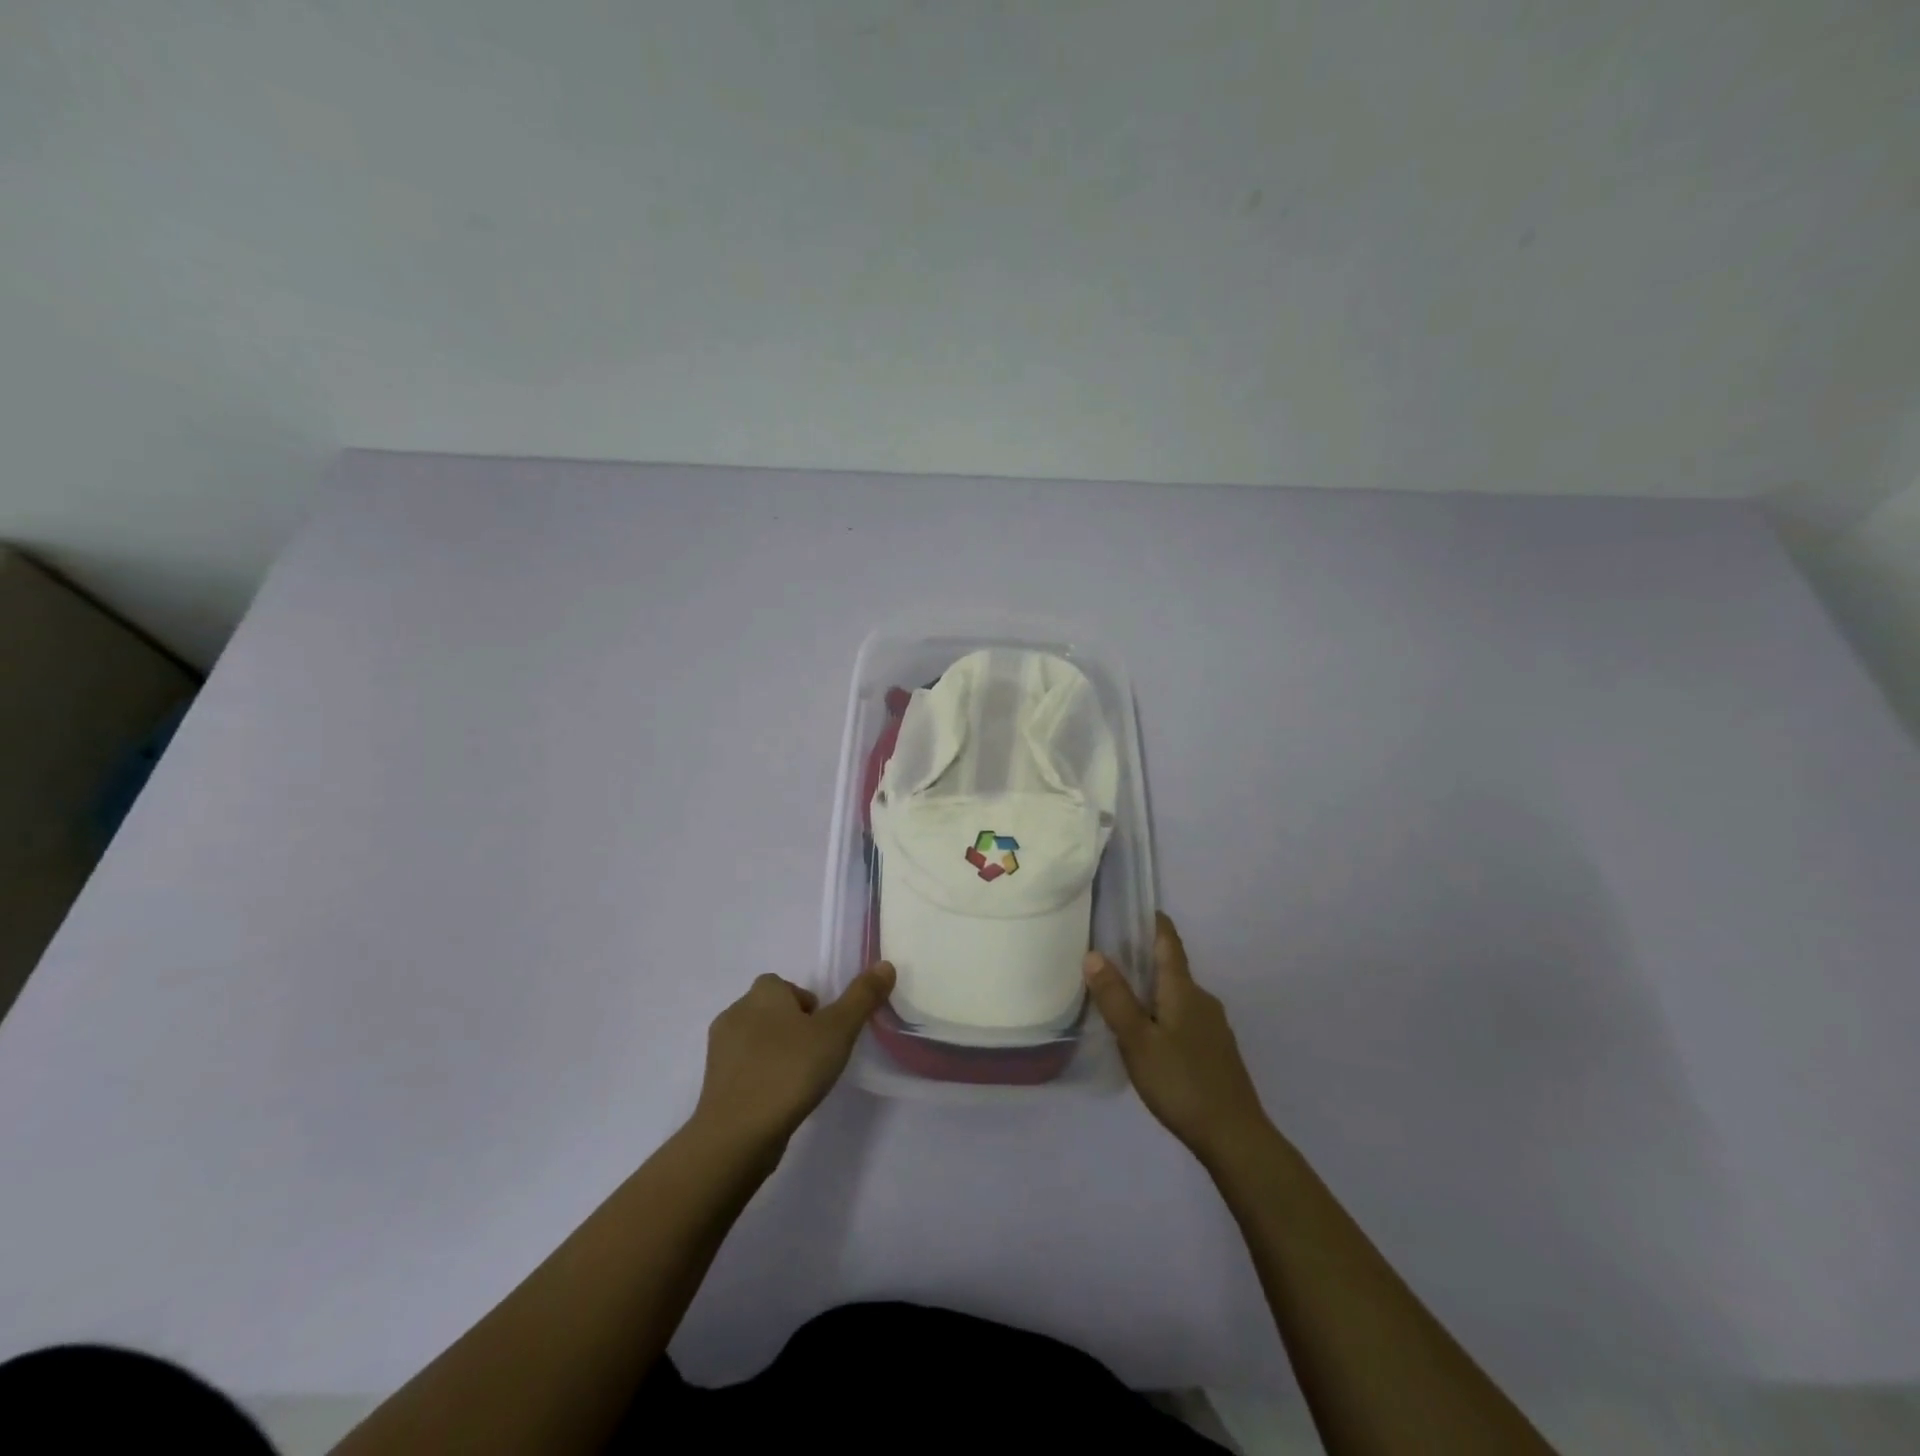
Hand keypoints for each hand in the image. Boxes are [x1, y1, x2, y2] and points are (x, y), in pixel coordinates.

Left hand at [692, 964, 894, 1155]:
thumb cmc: (790, 1071)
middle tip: (817, 1055)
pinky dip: (761, 1078)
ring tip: (800, 1081)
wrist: (737, 1134)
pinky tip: (779, 1101)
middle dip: (792, 1028)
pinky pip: (745, 1070)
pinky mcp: (714, 1084)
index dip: (806, 1004)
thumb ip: (862, 997)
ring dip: (776, 1053)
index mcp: (763, 993)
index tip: (824, 1031)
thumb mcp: (837, 1031)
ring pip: (756, 1041)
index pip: (784, 985)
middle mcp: (736, 1012)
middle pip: (771, 1011)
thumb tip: (885, 965)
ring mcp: (720, 1050)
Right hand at [1084, 913, 1270, 1167]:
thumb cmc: (1181, 1082)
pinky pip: (1185, 1020)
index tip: (1139, 908)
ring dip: (1153, 992)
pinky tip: (1150, 1039)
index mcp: (1183, 990)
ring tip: (1123, 1001)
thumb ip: (1115, 998)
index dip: (1155, 923)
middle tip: (1111, 960)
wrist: (1236, 1137)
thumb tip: (1093, 953)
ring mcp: (1214, 1027)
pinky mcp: (1217, 1052)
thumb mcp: (1137, 1040)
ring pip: (1178, 997)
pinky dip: (1165, 1016)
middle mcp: (1202, 1000)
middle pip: (1171, 969)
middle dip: (1145, 961)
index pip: (1169, 943)